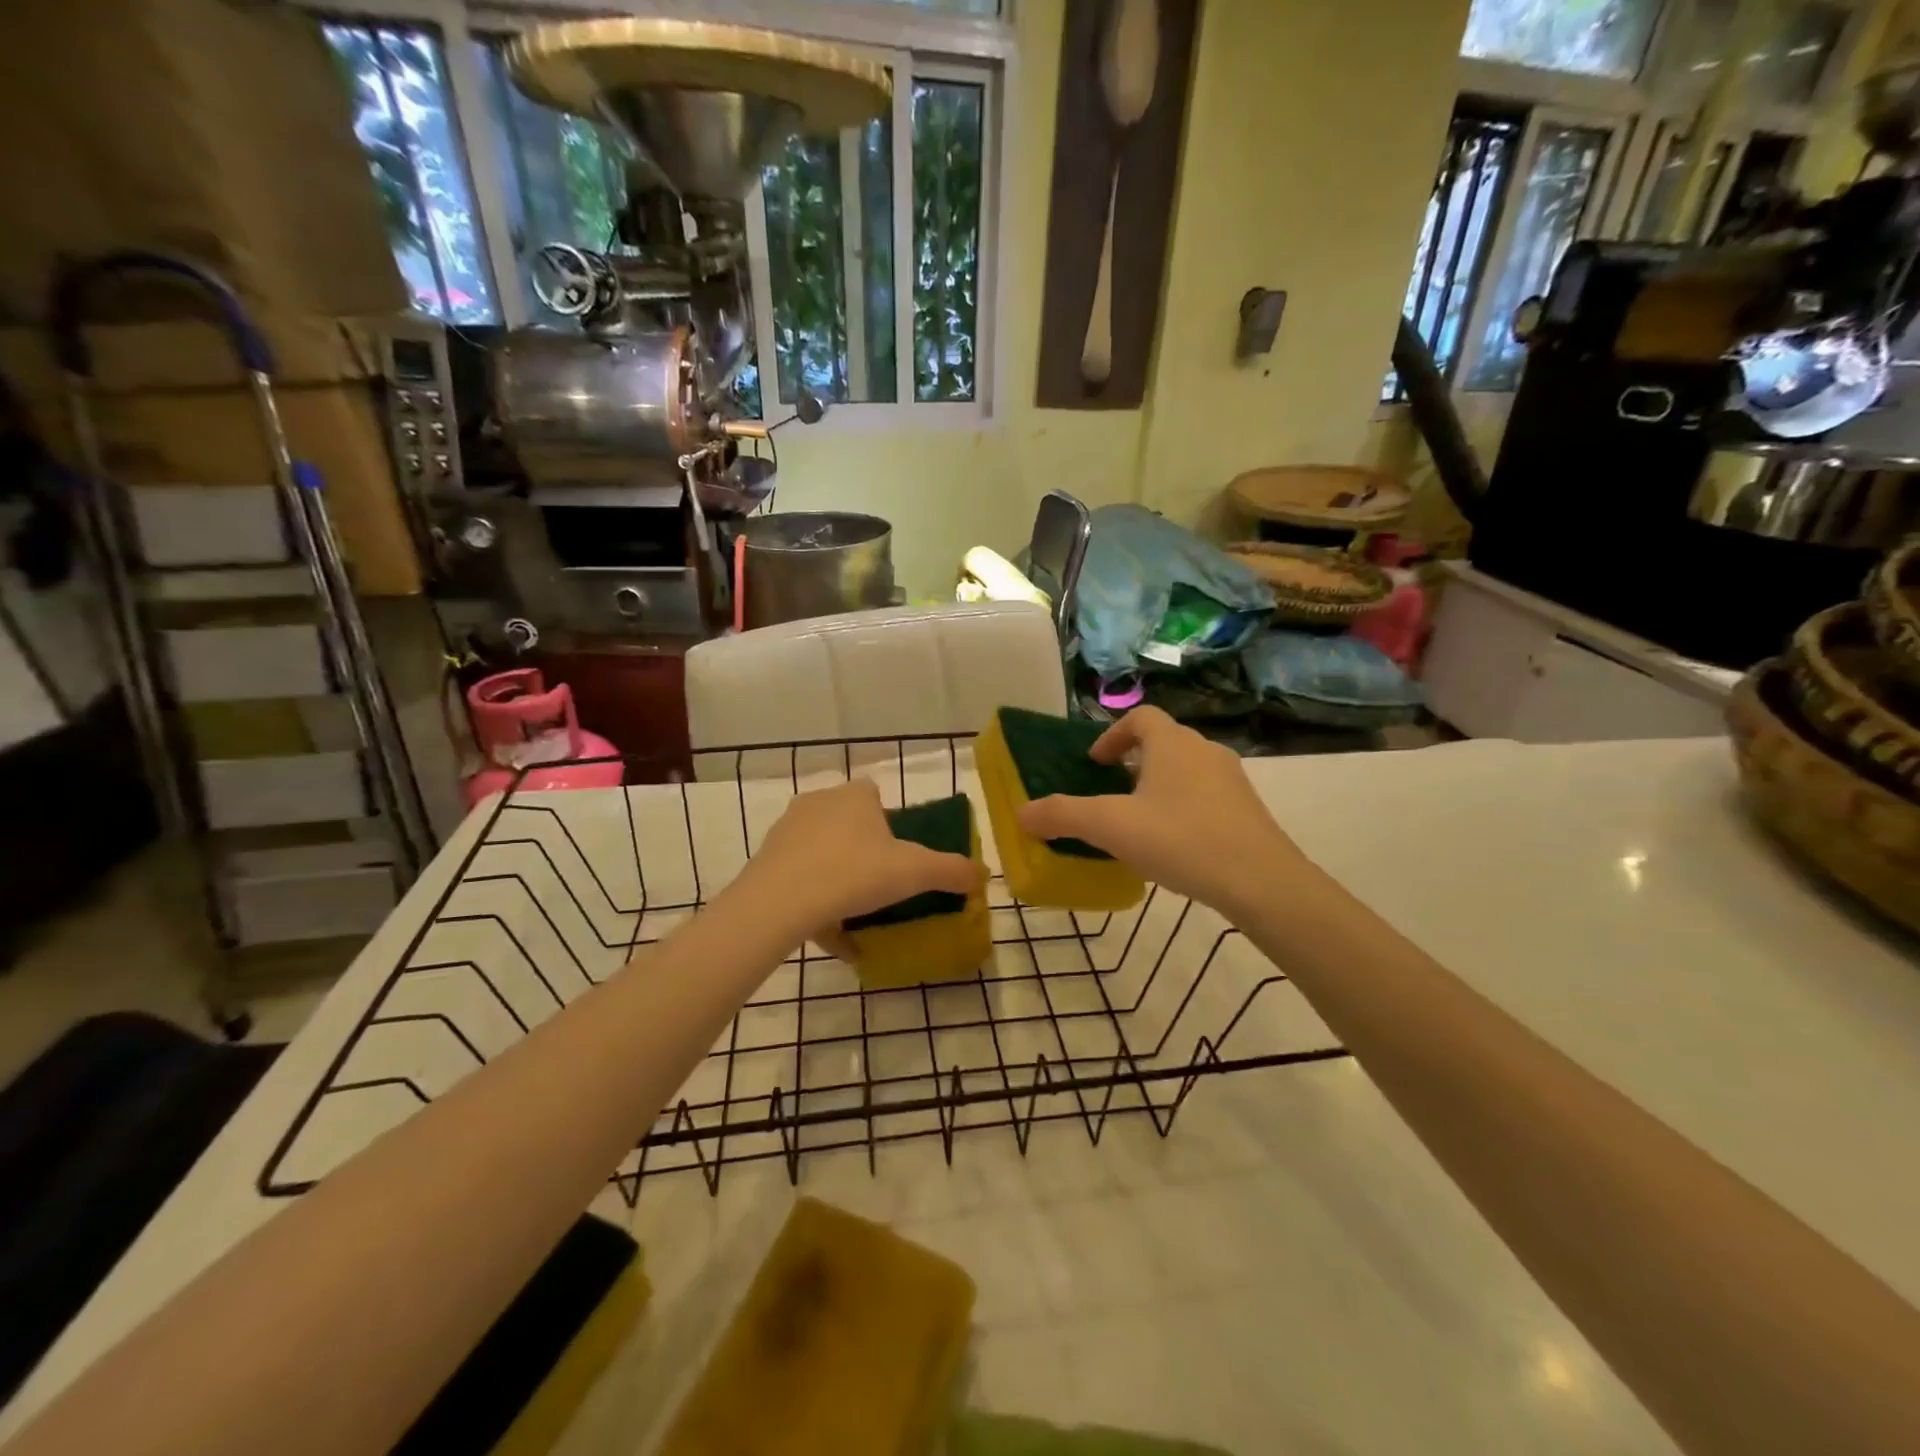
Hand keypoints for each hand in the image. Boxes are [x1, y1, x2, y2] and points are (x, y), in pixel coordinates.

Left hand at [740, 779, 980, 938]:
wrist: (779, 903)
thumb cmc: (853, 873)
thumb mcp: (914, 873)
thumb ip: (951, 871)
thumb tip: (983, 874)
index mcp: (854, 796)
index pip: (876, 796)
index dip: (890, 824)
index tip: (899, 856)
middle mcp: (818, 803)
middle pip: (849, 824)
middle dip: (864, 852)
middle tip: (880, 887)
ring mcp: (787, 831)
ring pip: (822, 853)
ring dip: (838, 879)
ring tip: (855, 916)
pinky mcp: (766, 861)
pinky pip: (800, 879)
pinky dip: (815, 902)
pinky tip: (830, 935)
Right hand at [1015, 706, 1307, 916]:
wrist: (1261, 881)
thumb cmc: (1180, 840)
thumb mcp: (1110, 827)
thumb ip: (1062, 816)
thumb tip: (1021, 813)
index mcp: (1171, 743)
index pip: (1140, 717)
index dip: (1113, 735)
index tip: (1096, 764)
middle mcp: (1204, 750)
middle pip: (1163, 741)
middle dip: (1134, 762)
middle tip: (1112, 793)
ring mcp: (1232, 779)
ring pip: (1186, 769)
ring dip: (1159, 785)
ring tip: (1140, 821)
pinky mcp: (1248, 809)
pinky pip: (1206, 795)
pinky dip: (1184, 806)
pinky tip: (1175, 844)